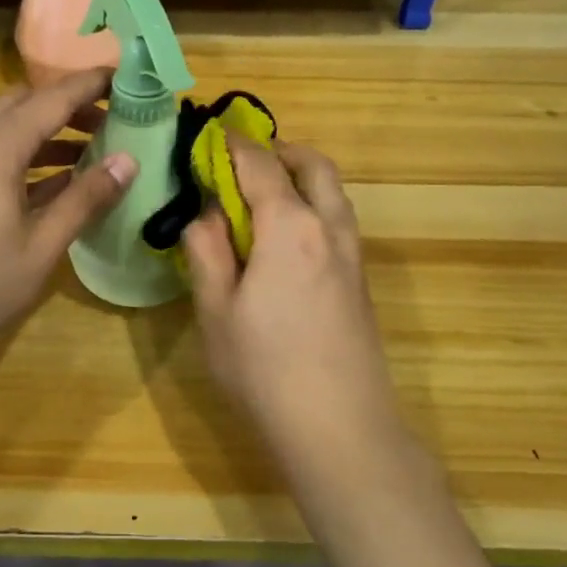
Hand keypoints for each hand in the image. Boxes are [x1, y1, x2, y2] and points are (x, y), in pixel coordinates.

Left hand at [0, 71, 135, 363]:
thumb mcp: (42, 244)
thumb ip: (85, 199)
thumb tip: (127, 161)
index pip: (54, 98)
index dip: (91, 84)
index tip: (126, 77)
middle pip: (26, 104)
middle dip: (69, 105)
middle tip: (111, 119)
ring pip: (8, 129)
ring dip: (48, 132)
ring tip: (91, 151)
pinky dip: (26, 155)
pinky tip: (53, 183)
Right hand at [183, 137, 399, 451]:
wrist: (341, 429)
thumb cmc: (265, 369)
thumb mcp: (216, 310)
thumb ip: (207, 251)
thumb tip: (205, 213)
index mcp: (290, 227)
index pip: (260, 164)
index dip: (232, 145)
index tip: (208, 137)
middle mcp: (329, 228)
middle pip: (313, 165)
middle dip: (279, 151)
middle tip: (242, 162)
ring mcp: (352, 255)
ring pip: (333, 192)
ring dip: (301, 179)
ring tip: (262, 198)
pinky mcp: (361, 281)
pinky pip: (338, 221)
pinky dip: (313, 207)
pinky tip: (284, 241)